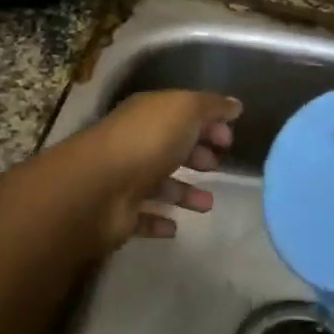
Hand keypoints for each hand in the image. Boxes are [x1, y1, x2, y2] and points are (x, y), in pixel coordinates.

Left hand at [83, 90, 241, 249]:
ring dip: (184, 192)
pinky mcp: (120, 214)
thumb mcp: (185, 110)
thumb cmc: (147, 141)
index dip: (207, 123)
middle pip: (170, 147)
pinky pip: (143, 217)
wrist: (99, 188)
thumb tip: (235, 105)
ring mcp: (125, 179)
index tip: (229, 140)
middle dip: (196, 155)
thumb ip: (211, 106)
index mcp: (148, 114)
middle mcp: (135, 143)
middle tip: (218, 167)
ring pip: (160, 184)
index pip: (181, 114)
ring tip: (208, 205)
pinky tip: (175, 228)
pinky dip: (159, 221)